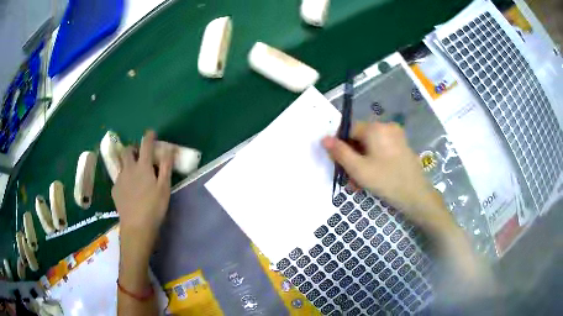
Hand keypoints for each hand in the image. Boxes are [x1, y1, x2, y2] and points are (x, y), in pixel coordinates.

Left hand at [112, 131, 173, 249]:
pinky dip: (124, 178)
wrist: (136, 226)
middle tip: (139, 154)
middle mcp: (129, 169)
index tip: (151, 133)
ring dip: (127, 162)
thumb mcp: (164, 187)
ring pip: (121, 163)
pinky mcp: (115, 190)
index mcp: (143, 167)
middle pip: (127, 151)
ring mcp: (120, 179)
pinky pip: (119, 178)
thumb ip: (166, 166)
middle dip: (133, 148)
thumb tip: (169, 149)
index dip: (149, 136)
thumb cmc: (154, 207)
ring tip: (133, 171)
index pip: (146, 145)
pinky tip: (129, 189)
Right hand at [322, 121, 453, 233]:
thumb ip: (339, 152)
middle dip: (352, 158)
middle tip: (350, 179)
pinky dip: (374, 161)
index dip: (341, 146)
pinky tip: (373, 177)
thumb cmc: (386, 180)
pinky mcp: (402, 145)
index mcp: (375, 128)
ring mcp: (396, 136)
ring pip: (371, 146)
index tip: (339, 165)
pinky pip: (382, 149)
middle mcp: (386, 126)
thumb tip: (324, 138)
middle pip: (360, 138)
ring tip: (360, 183)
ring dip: (362, 162)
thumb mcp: (358, 169)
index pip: (348, 130)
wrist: (416, 195)